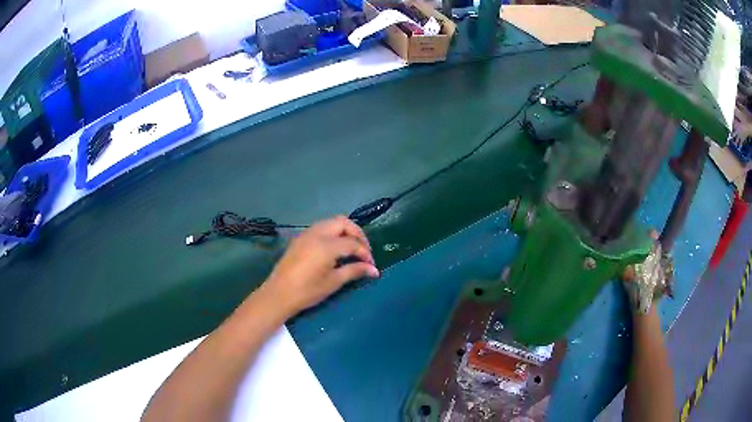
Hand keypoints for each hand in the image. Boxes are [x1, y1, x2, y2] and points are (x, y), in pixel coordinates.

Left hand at [262, 216, 379, 315]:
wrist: (278, 294)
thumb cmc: (307, 291)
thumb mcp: (333, 282)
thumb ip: (354, 271)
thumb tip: (374, 270)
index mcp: (326, 245)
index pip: (353, 243)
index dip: (365, 253)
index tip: (371, 265)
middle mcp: (317, 233)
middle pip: (343, 223)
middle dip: (357, 234)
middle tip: (363, 251)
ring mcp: (307, 234)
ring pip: (331, 222)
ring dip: (344, 231)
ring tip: (351, 249)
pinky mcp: (300, 238)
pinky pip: (321, 228)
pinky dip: (333, 233)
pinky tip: (335, 249)